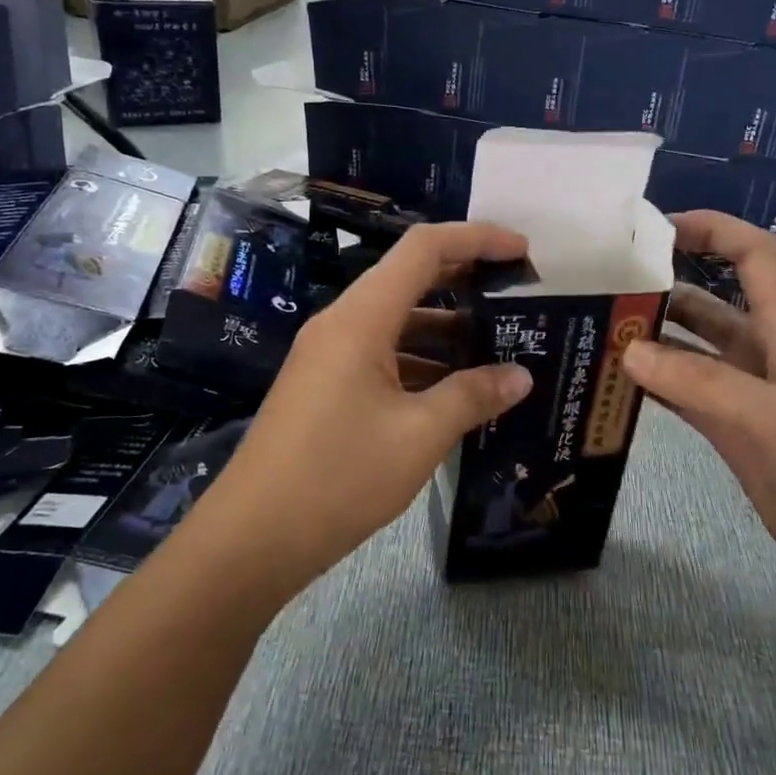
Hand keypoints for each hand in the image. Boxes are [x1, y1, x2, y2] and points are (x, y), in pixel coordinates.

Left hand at [194, 223, 534, 586]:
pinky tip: (457, 388)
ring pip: (397, 321)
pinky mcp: (327, 386)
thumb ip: (473, 396)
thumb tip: (522, 376)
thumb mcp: (419, 435)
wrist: (254, 537)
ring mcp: (330, 356)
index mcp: (361, 319)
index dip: (476, 237)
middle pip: (409, 278)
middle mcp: (342, 324)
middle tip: (517, 292)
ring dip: (446, 326)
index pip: (423, 248)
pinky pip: (383, 354)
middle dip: (465, 276)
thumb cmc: (339, 476)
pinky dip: (422, 360)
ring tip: (499, 343)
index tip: (522, 250)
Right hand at [619, 212, 775, 594]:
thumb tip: (628, 351)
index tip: (658, 227)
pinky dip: (651, 384)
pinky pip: (681, 392)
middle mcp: (760, 351)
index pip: (754, 255)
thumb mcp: (768, 417)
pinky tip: (614, 383)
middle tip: (602, 287)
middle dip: (662, 286)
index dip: (714, 228)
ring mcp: (741, 391)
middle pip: (708, 301)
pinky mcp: (727, 426)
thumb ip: (697, 383)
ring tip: (596, 332)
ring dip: (650, 338)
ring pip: (688, 349)